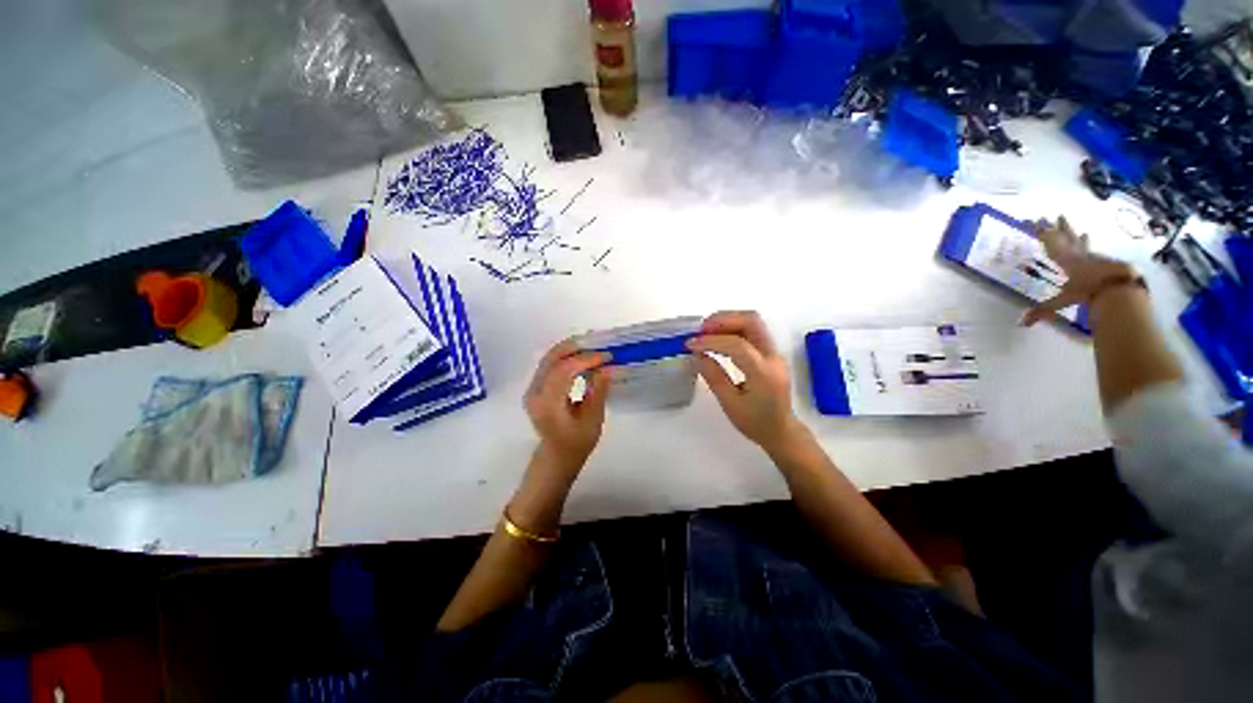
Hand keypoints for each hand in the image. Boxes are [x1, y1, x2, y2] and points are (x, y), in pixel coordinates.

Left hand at [524, 339, 611, 473]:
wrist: (556, 456)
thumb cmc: (577, 443)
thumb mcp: (593, 421)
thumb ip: (598, 392)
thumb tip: (606, 368)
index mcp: (548, 405)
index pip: (563, 371)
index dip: (585, 359)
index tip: (605, 357)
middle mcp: (535, 393)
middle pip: (551, 359)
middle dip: (575, 346)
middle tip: (597, 342)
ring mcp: (532, 389)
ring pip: (549, 358)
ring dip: (570, 349)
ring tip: (591, 345)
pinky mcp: (536, 387)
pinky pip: (550, 365)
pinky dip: (566, 357)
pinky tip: (581, 356)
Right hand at [687, 311, 804, 452]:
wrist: (781, 431)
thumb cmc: (755, 422)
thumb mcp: (729, 404)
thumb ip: (713, 376)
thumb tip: (697, 354)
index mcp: (763, 373)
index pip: (737, 345)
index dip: (711, 341)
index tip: (691, 344)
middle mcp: (773, 356)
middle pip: (751, 321)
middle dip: (723, 319)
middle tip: (701, 330)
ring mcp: (774, 352)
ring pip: (753, 322)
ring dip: (728, 321)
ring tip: (706, 332)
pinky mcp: (771, 353)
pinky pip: (752, 331)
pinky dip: (733, 328)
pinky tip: (717, 339)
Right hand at [1023, 216, 1137, 325]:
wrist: (1118, 290)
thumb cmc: (1086, 292)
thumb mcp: (1061, 302)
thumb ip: (1041, 311)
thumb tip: (1022, 324)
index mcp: (1063, 259)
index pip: (1048, 241)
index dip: (1040, 230)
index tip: (1034, 220)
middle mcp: (1076, 254)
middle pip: (1066, 236)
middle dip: (1059, 227)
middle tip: (1054, 216)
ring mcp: (1091, 257)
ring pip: (1079, 242)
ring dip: (1074, 234)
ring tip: (1073, 227)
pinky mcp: (1103, 263)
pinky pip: (1091, 251)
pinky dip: (1087, 245)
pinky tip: (1088, 243)